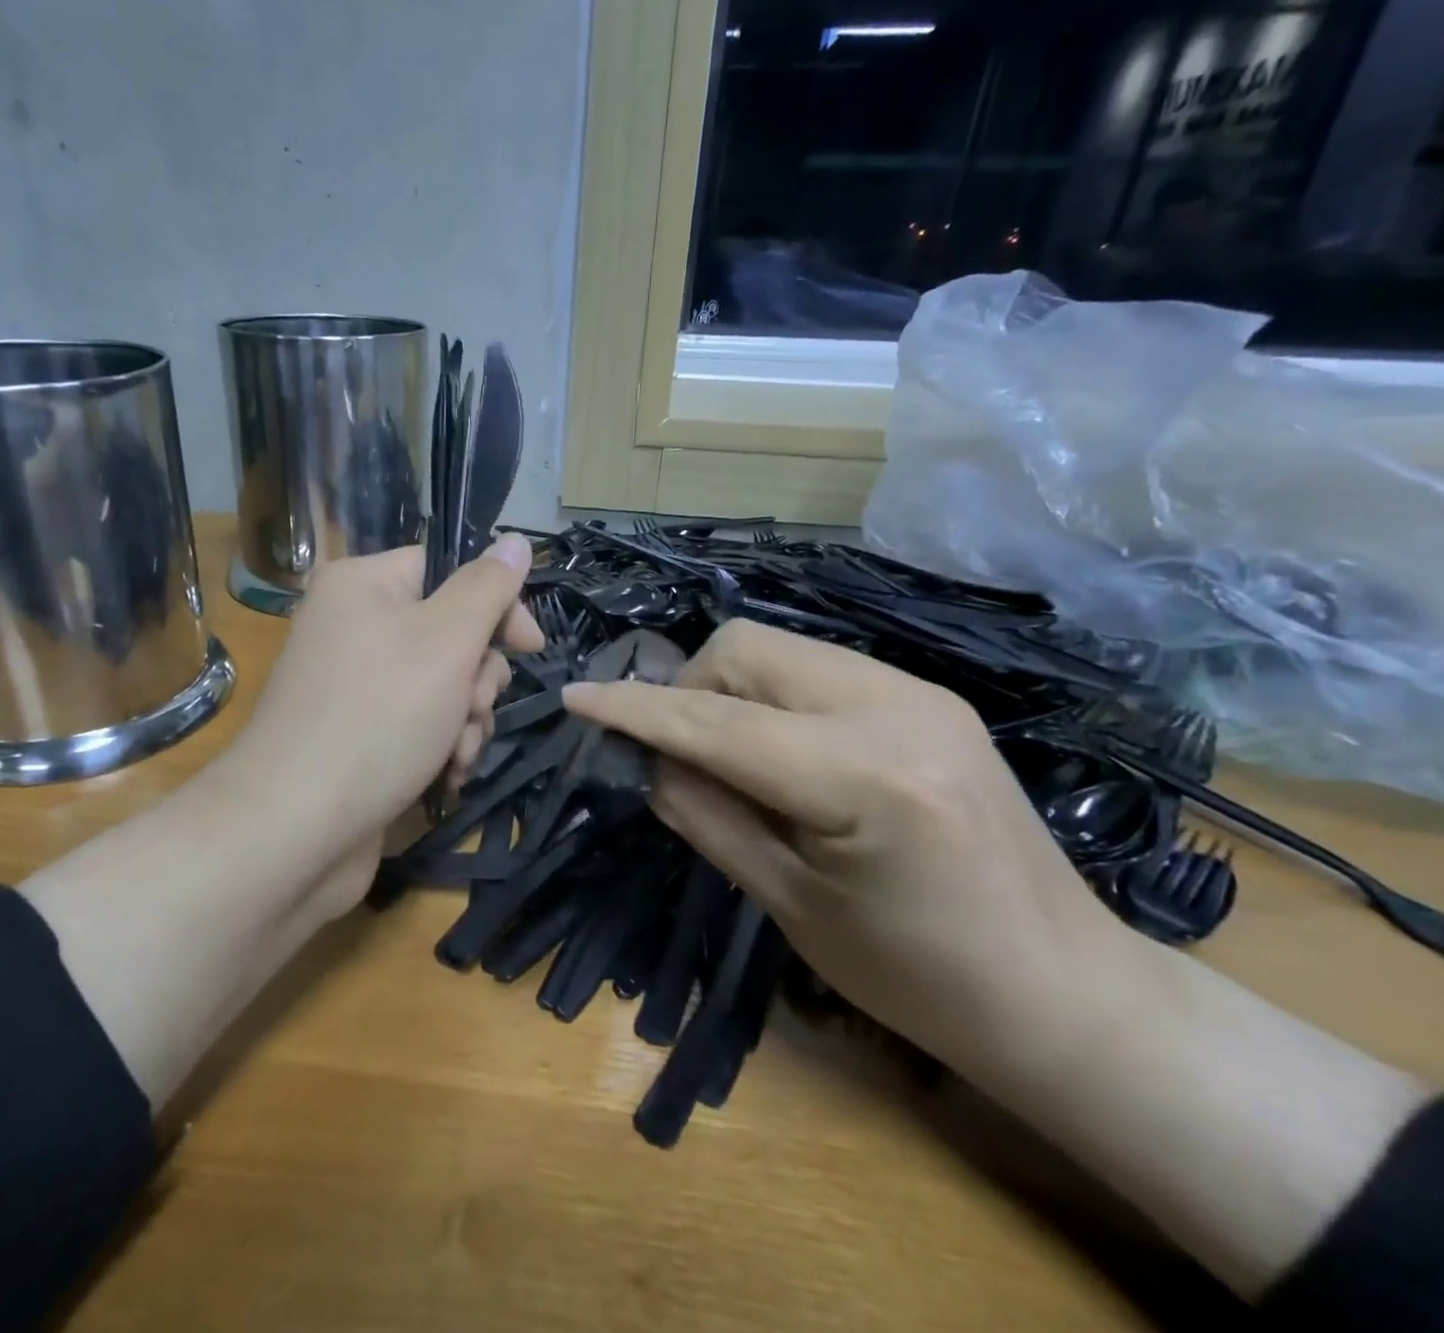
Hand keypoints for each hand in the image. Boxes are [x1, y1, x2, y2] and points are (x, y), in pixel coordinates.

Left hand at [210, 534, 541, 910]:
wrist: (295, 829)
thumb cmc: (379, 717)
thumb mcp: (447, 640)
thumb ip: (488, 587)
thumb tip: (515, 540)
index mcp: (363, 585)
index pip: (449, 570)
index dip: (496, 606)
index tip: (529, 646)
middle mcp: (353, 626)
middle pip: (450, 632)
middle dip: (477, 678)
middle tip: (472, 708)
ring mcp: (353, 684)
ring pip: (443, 684)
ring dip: (465, 719)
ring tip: (456, 753)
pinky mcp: (358, 734)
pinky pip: (419, 722)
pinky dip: (440, 745)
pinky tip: (444, 776)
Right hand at [562, 619, 1129, 1069]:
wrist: (1066, 992)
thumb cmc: (920, 980)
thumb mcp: (789, 905)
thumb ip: (704, 814)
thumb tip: (645, 757)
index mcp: (864, 777)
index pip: (717, 724)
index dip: (635, 709)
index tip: (575, 698)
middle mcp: (895, 706)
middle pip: (743, 649)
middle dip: (689, 692)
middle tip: (681, 759)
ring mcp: (917, 690)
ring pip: (775, 648)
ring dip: (727, 692)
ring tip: (732, 760)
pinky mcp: (925, 694)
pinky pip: (812, 667)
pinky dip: (770, 697)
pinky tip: (781, 754)